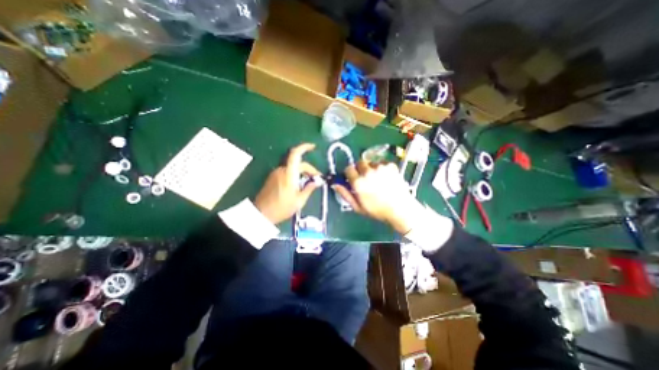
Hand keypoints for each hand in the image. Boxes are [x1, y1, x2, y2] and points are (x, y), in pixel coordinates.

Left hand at [254, 143, 322, 224]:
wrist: (261, 214)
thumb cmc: (281, 208)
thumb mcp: (299, 201)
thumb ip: (309, 189)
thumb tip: (317, 182)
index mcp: (289, 174)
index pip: (296, 154)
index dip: (304, 147)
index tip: (313, 147)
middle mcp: (281, 170)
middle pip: (297, 163)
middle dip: (309, 169)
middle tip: (316, 178)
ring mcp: (276, 173)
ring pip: (292, 167)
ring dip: (302, 172)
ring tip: (308, 183)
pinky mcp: (273, 178)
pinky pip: (286, 172)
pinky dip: (295, 175)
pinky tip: (298, 184)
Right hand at [335, 159, 427, 233]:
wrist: (400, 209)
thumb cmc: (377, 210)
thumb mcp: (358, 206)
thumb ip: (345, 194)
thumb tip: (335, 184)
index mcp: (358, 182)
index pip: (348, 168)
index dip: (350, 173)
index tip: (353, 178)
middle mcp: (368, 172)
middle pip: (359, 162)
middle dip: (360, 169)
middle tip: (366, 178)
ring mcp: (380, 167)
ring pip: (371, 162)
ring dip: (371, 168)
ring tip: (377, 179)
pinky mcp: (390, 165)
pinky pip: (382, 162)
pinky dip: (382, 167)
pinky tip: (386, 177)